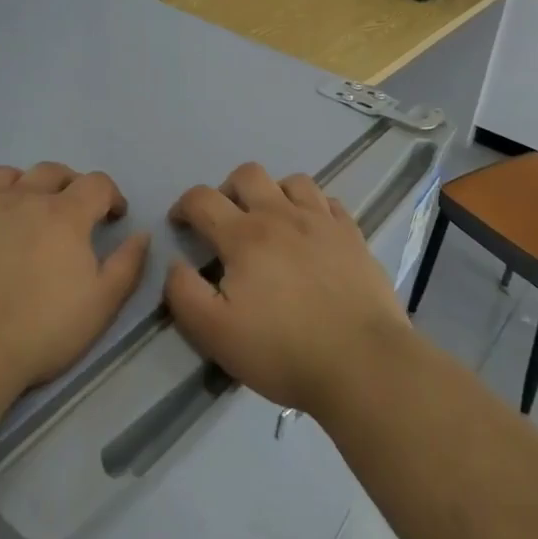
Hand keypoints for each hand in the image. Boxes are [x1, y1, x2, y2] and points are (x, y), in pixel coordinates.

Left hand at [0, 163, 148, 405]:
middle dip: (71, 184)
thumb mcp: (101, 305)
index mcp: (64, 213)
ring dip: (25, 185)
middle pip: (52, 171)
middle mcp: (22, 198)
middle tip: (74, 212)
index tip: (114, 216)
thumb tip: (142, 234)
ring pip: (6, 175)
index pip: (96, 183)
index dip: (111, 196)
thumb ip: (128, 265)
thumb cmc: (39, 331)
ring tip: (27, 210)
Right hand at [163, 163, 412, 416]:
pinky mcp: (353, 235)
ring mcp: (321, 221)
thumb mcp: (214, 333)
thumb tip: (175, 264)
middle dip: (227, 190)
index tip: (180, 224)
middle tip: (226, 221)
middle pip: (247, 175)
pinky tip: (311, 232)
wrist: (362, 363)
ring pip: (292, 181)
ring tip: (271, 222)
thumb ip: (184, 293)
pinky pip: (329, 202)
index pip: (202, 199)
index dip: (183, 206)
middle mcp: (280, 215)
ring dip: (273, 193)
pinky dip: (313, 208)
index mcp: (243, 236)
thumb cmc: (282, 351)